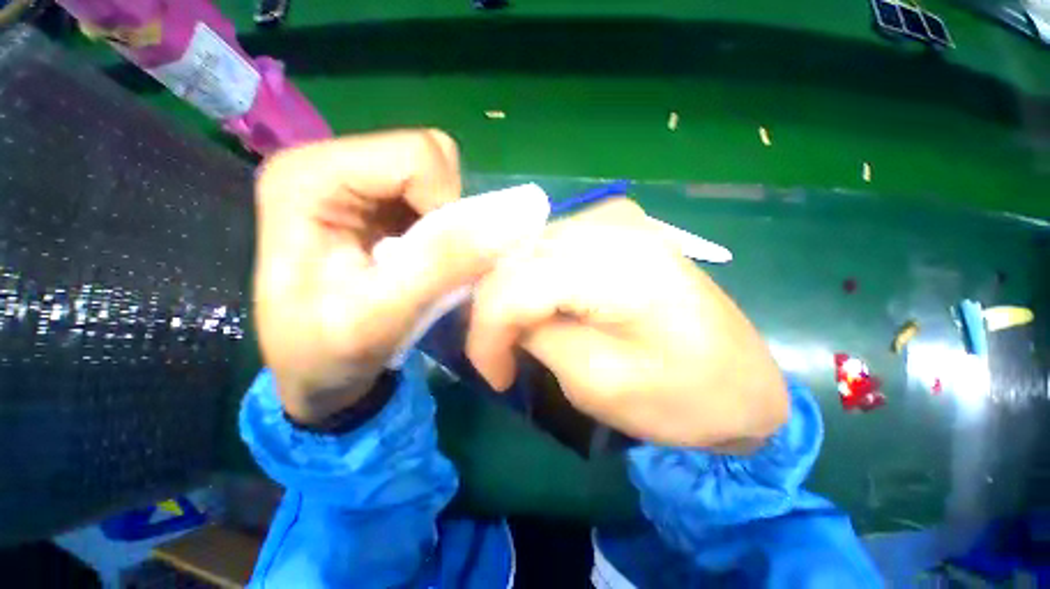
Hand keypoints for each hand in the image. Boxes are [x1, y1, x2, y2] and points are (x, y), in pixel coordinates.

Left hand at [253, 129, 544, 423]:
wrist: (313, 369)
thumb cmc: (326, 353)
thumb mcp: (379, 318)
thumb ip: (439, 266)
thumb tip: (504, 226)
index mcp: (310, 177)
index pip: (416, 155)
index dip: (447, 205)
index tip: (442, 260)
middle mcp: (329, 163)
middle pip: (430, 158)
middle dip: (451, 214)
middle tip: (435, 264)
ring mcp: (354, 179)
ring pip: (440, 175)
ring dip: (451, 224)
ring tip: (427, 266)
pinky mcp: (376, 199)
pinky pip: (437, 196)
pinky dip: (448, 230)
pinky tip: (426, 260)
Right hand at [466, 200, 788, 448]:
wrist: (743, 381)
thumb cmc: (684, 397)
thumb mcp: (598, 382)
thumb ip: (540, 339)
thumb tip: (507, 322)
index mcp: (615, 264)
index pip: (514, 285)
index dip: (485, 331)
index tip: (491, 373)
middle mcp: (611, 225)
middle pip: (515, 260)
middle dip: (494, 312)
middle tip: (498, 354)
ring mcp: (616, 220)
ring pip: (527, 250)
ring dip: (511, 294)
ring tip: (515, 335)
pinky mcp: (617, 230)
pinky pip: (550, 248)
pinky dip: (533, 280)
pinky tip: (537, 307)